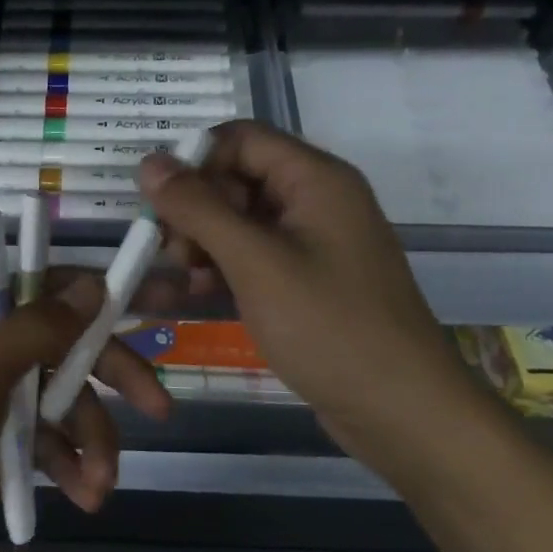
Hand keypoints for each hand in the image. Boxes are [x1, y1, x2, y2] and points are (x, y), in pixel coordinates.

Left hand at [0, 275, 169, 551]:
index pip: (53, 285)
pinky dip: (71, 464)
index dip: (107, 291)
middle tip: (159, 409)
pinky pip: (51, 440)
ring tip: (101, 485)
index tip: (164, 299)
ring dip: (93, 440)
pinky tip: (84, 494)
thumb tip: (92, 282)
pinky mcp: (1, 439)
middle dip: (114, 378)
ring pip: (67, 400)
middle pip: (71, 345)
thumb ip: (36, 328)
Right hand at [137, 120, 479, 453]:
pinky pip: (253, 256)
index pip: (241, 138)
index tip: (158, 202)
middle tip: (170, 251)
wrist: (403, 413)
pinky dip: (222, 268)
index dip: (195, 160)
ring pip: (239, 220)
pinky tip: (196, 294)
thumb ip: (198, 209)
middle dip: (195, 208)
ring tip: (181, 278)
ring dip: (202, 241)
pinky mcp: (306, 280)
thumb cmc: (330, 327)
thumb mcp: (255, 263)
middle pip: (237, 177)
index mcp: (315, 179)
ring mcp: (312, 243)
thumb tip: (148, 162)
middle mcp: (315, 200)